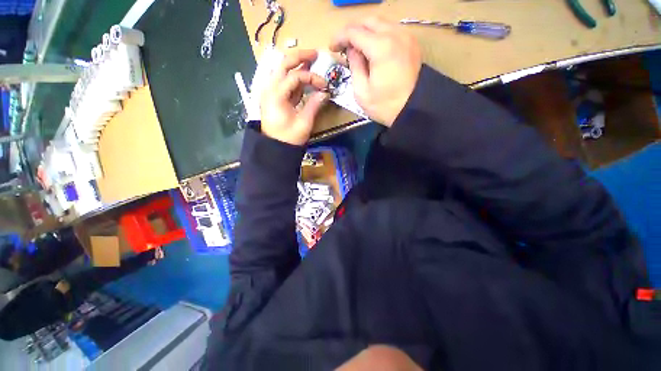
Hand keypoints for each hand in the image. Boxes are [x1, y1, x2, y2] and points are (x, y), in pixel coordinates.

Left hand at [260, 50, 329, 145]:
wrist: (275, 148)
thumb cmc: (289, 138)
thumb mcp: (303, 123)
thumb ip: (314, 105)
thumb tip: (325, 93)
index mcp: (276, 95)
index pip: (295, 76)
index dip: (312, 78)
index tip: (324, 85)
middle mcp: (270, 89)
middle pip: (283, 64)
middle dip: (299, 57)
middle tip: (315, 54)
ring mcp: (270, 92)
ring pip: (282, 71)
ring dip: (296, 64)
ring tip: (310, 60)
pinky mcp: (274, 97)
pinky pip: (283, 82)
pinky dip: (294, 77)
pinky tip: (304, 76)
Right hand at [330, 17, 421, 126]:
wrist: (412, 111)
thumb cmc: (384, 106)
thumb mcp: (361, 91)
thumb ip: (355, 66)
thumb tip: (352, 50)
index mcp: (381, 47)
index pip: (354, 31)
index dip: (340, 37)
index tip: (332, 48)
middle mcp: (395, 34)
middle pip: (368, 21)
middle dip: (353, 31)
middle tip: (344, 46)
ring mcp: (406, 37)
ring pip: (381, 23)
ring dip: (366, 32)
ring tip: (358, 48)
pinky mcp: (412, 44)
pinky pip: (392, 30)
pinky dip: (379, 35)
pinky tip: (374, 49)